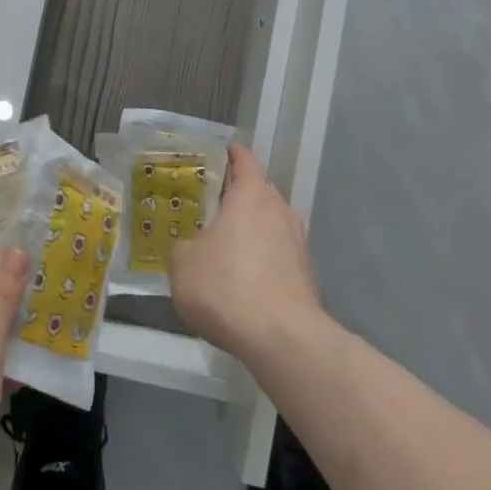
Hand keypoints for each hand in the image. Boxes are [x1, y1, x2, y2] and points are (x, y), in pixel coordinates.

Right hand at [169, 143, 322, 364]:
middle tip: (213, 204)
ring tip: (228, 244)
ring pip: (272, 225)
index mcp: (251, 196)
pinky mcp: (307, 276)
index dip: (232, 154)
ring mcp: (299, 244)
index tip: (221, 151)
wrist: (282, 338)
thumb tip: (191, 249)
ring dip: (253, 230)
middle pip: (260, 193)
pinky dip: (263, 260)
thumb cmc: (226, 286)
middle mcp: (280, 211)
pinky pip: (279, 256)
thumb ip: (184, 247)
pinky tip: (245, 279)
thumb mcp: (183, 264)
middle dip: (239, 196)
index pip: (244, 161)